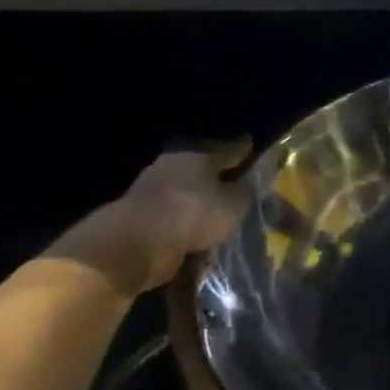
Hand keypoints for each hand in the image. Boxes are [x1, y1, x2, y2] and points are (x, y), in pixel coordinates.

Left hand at [110, 142, 252, 288]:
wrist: (137, 243)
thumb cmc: (194, 213)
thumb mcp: (234, 203)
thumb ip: (246, 192)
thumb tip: (252, 185)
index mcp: (196, 156)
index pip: (227, 150)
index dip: (242, 150)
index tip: (252, 146)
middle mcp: (172, 167)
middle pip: (203, 171)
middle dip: (219, 178)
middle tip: (239, 185)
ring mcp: (152, 191)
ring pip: (187, 194)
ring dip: (202, 203)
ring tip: (222, 215)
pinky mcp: (140, 217)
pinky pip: (175, 217)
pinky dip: (187, 223)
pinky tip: (201, 232)